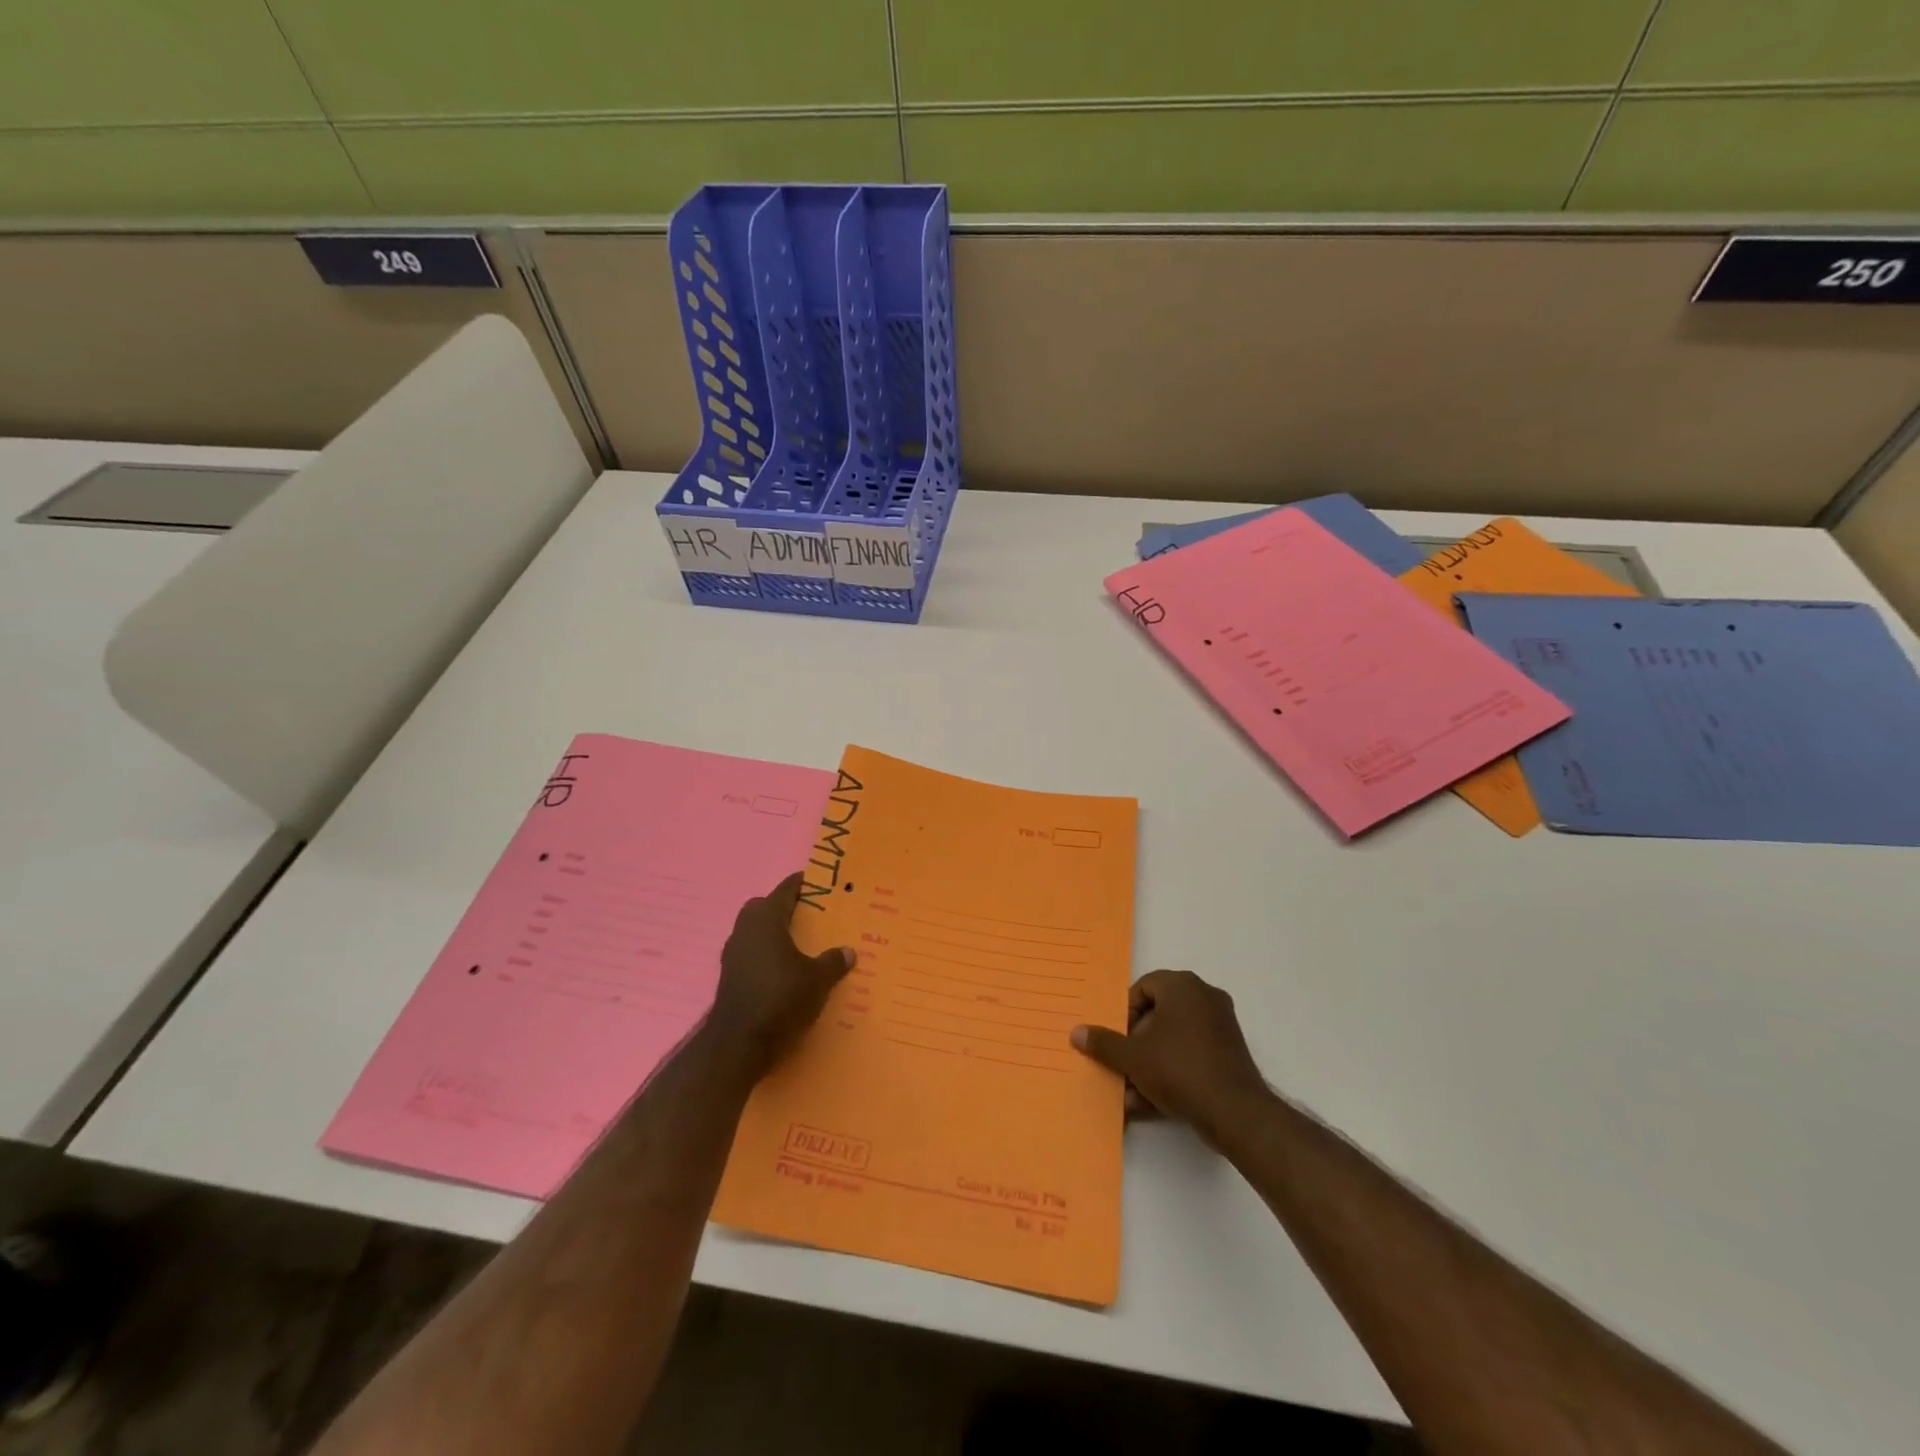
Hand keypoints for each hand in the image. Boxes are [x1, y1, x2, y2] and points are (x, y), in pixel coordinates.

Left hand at [707, 873, 855, 1079]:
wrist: (738, 1045)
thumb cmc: (781, 999)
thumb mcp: (817, 980)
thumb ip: (832, 962)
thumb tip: (848, 951)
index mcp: (766, 920)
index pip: (784, 890)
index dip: (801, 884)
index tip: (816, 882)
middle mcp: (745, 930)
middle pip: (762, 907)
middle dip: (781, 908)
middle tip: (807, 915)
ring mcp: (733, 955)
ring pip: (753, 932)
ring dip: (771, 933)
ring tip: (798, 944)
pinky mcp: (729, 978)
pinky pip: (750, 954)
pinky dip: (764, 955)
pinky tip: (782, 970)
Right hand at [1071, 970, 1271, 1148]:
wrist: (1234, 1112)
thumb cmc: (1178, 1069)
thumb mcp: (1132, 1057)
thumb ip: (1104, 1043)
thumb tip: (1076, 1033)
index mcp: (1182, 986)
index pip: (1143, 987)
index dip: (1124, 1013)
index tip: (1115, 1039)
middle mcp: (1204, 998)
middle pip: (1158, 1014)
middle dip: (1135, 1043)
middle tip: (1121, 1063)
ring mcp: (1220, 1026)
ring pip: (1173, 1039)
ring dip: (1149, 1063)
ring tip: (1130, 1092)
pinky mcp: (1229, 1054)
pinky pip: (1191, 1055)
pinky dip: (1171, 1072)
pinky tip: (1150, 1102)